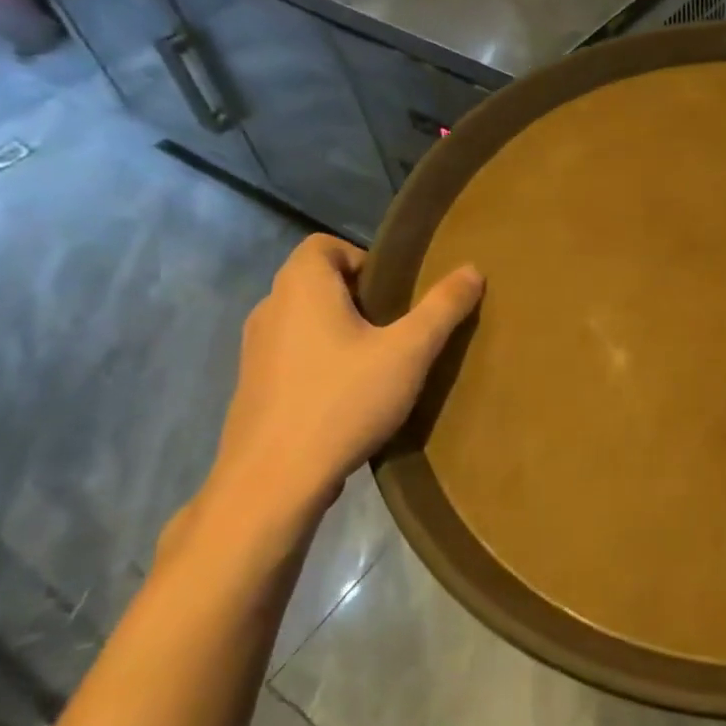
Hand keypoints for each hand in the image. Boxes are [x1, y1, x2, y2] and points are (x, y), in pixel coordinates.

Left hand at [198, 235, 483, 537]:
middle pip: (316, 281)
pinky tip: (348, 396)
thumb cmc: (344, 401)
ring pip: (304, 320)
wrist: (273, 481)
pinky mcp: (252, 387)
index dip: (363, 258)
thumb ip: (442, 307)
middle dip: (359, 297)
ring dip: (339, 330)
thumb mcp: (409, 352)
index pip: (323, 245)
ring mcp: (254, 350)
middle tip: (397, 328)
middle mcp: (270, 309)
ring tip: (378, 362)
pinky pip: (293, 355)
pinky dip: (320, 361)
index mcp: (302, 287)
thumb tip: (472, 269)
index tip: (395, 293)